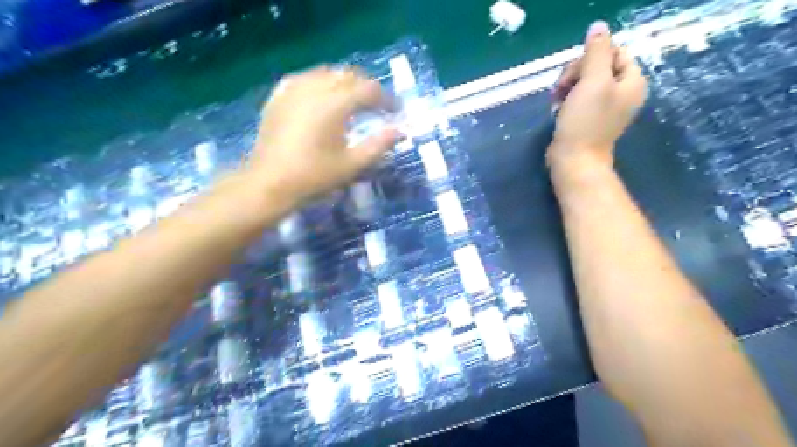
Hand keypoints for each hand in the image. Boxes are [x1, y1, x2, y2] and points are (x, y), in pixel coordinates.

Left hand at [249, 65, 398, 203]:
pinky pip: (304, 78)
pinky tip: (322, 95)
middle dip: (367, 87)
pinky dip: (320, 82)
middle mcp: (314, 89)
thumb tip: (400, 131)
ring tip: (353, 99)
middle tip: (378, 105)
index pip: (368, 90)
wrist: (270, 183)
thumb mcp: (352, 165)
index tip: (396, 112)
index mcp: (334, 104)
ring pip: (326, 73)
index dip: (386, 99)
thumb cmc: (314, 177)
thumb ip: (378, 145)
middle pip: (348, 76)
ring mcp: (293, 90)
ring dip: (345, 82)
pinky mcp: (279, 97)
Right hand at [553, 19, 649, 168]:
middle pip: (597, 65)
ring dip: (566, 87)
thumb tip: (598, 27)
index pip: (613, 52)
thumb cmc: (585, 122)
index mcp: (632, 81)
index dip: (591, 57)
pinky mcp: (588, 118)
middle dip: (575, 73)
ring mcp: (604, 107)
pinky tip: (557, 110)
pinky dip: (565, 101)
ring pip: (583, 82)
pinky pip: (577, 98)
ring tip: (556, 101)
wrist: (573, 160)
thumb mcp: (593, 81)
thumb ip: (597, 51)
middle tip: (561, 88)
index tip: (576, 73)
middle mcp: (622, 92)